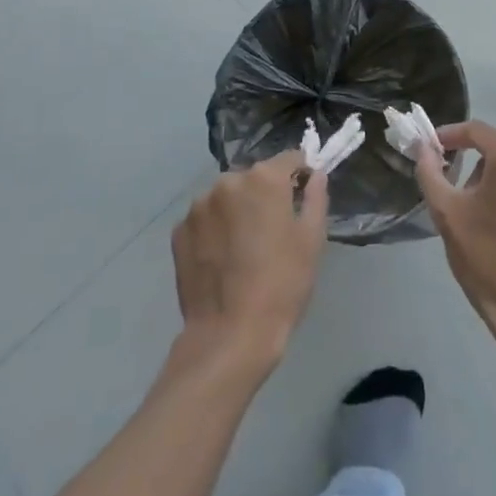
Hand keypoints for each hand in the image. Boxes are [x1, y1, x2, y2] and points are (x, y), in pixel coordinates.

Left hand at [172, 148, 328, 372]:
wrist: (229, 335)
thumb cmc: (282, 285)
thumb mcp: (312, 241)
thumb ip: (315, 198)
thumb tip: (316, 174)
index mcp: (263, 179)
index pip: (289, 159)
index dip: (301, 175)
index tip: (304, 196)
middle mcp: (227, 181)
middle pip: (254, 178)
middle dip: (265, 195)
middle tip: (274, 231)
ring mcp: (198, 206)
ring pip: (226, 198)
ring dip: (237, 211)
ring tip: (244, 249)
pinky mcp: (179, 231)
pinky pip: (205, 219)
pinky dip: (214, 230)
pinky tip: (222, 260)